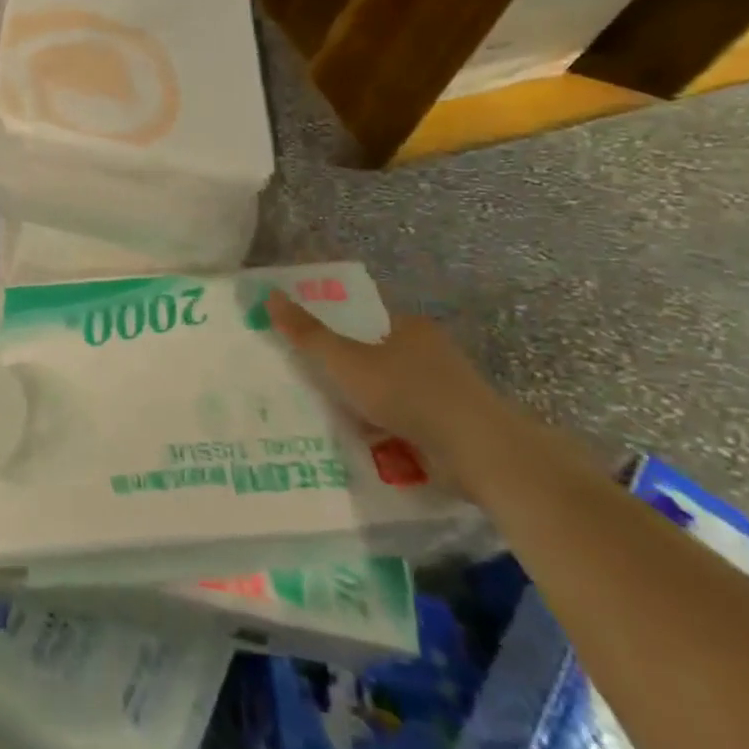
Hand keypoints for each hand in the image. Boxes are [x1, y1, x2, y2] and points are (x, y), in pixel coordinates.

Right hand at [266, 290, 523, 494]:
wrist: (479, 452)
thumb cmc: (408, 393)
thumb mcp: (345, 361)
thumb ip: (307, 334)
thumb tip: (269, 295)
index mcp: (411, 328)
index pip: (367, 321)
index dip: (337, 332)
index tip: (310, 351)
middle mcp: (432, 355)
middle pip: (377, 359)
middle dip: (349, 376)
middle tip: (312, 389)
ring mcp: (446, 394)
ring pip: (392, 396)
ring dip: (367, 411)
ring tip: (329, 423)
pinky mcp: (453, 430)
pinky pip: (407, 427)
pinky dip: (388, 436)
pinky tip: (363, 449)